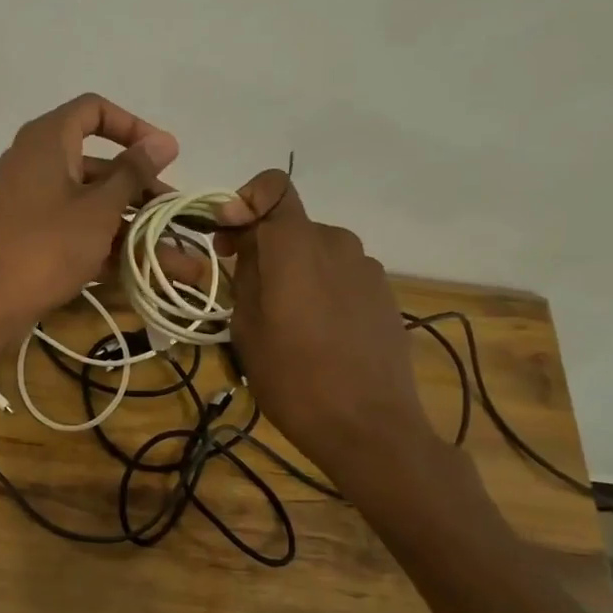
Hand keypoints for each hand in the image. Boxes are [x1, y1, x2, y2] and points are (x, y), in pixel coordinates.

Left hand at [0, 94, 178, 325]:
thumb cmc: (48, 246)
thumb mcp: (100, 208)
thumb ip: (133, 173)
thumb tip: (164, 140)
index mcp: (47, 140)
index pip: (94, 110)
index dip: (133, 126)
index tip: (163, 155)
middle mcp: (33, 161)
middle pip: (95, 161)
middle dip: (137, 184)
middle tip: (170, 208)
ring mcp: (28, 199)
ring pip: (86, 198)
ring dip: (125, 218)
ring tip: (163, 244)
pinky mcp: (26, 233)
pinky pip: (70, 225)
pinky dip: (99, 238)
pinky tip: (133, 265)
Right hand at [222, 171, 439, 481]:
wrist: (369, 426)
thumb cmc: (293, 378)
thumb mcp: (247, 328)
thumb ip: (245, 274)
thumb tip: (248, 248)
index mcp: (297, 245)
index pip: (274, 187)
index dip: (245, 200)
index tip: (227, 239)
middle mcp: (337, 243)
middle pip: (292, 226)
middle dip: (264, 247)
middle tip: (244, 291)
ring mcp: (367, 269)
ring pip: (316, 253)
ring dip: (294, 271)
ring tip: (283, 320)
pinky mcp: (385, 294)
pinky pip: (340, 276)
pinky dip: (321, 289)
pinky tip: (317, 333)